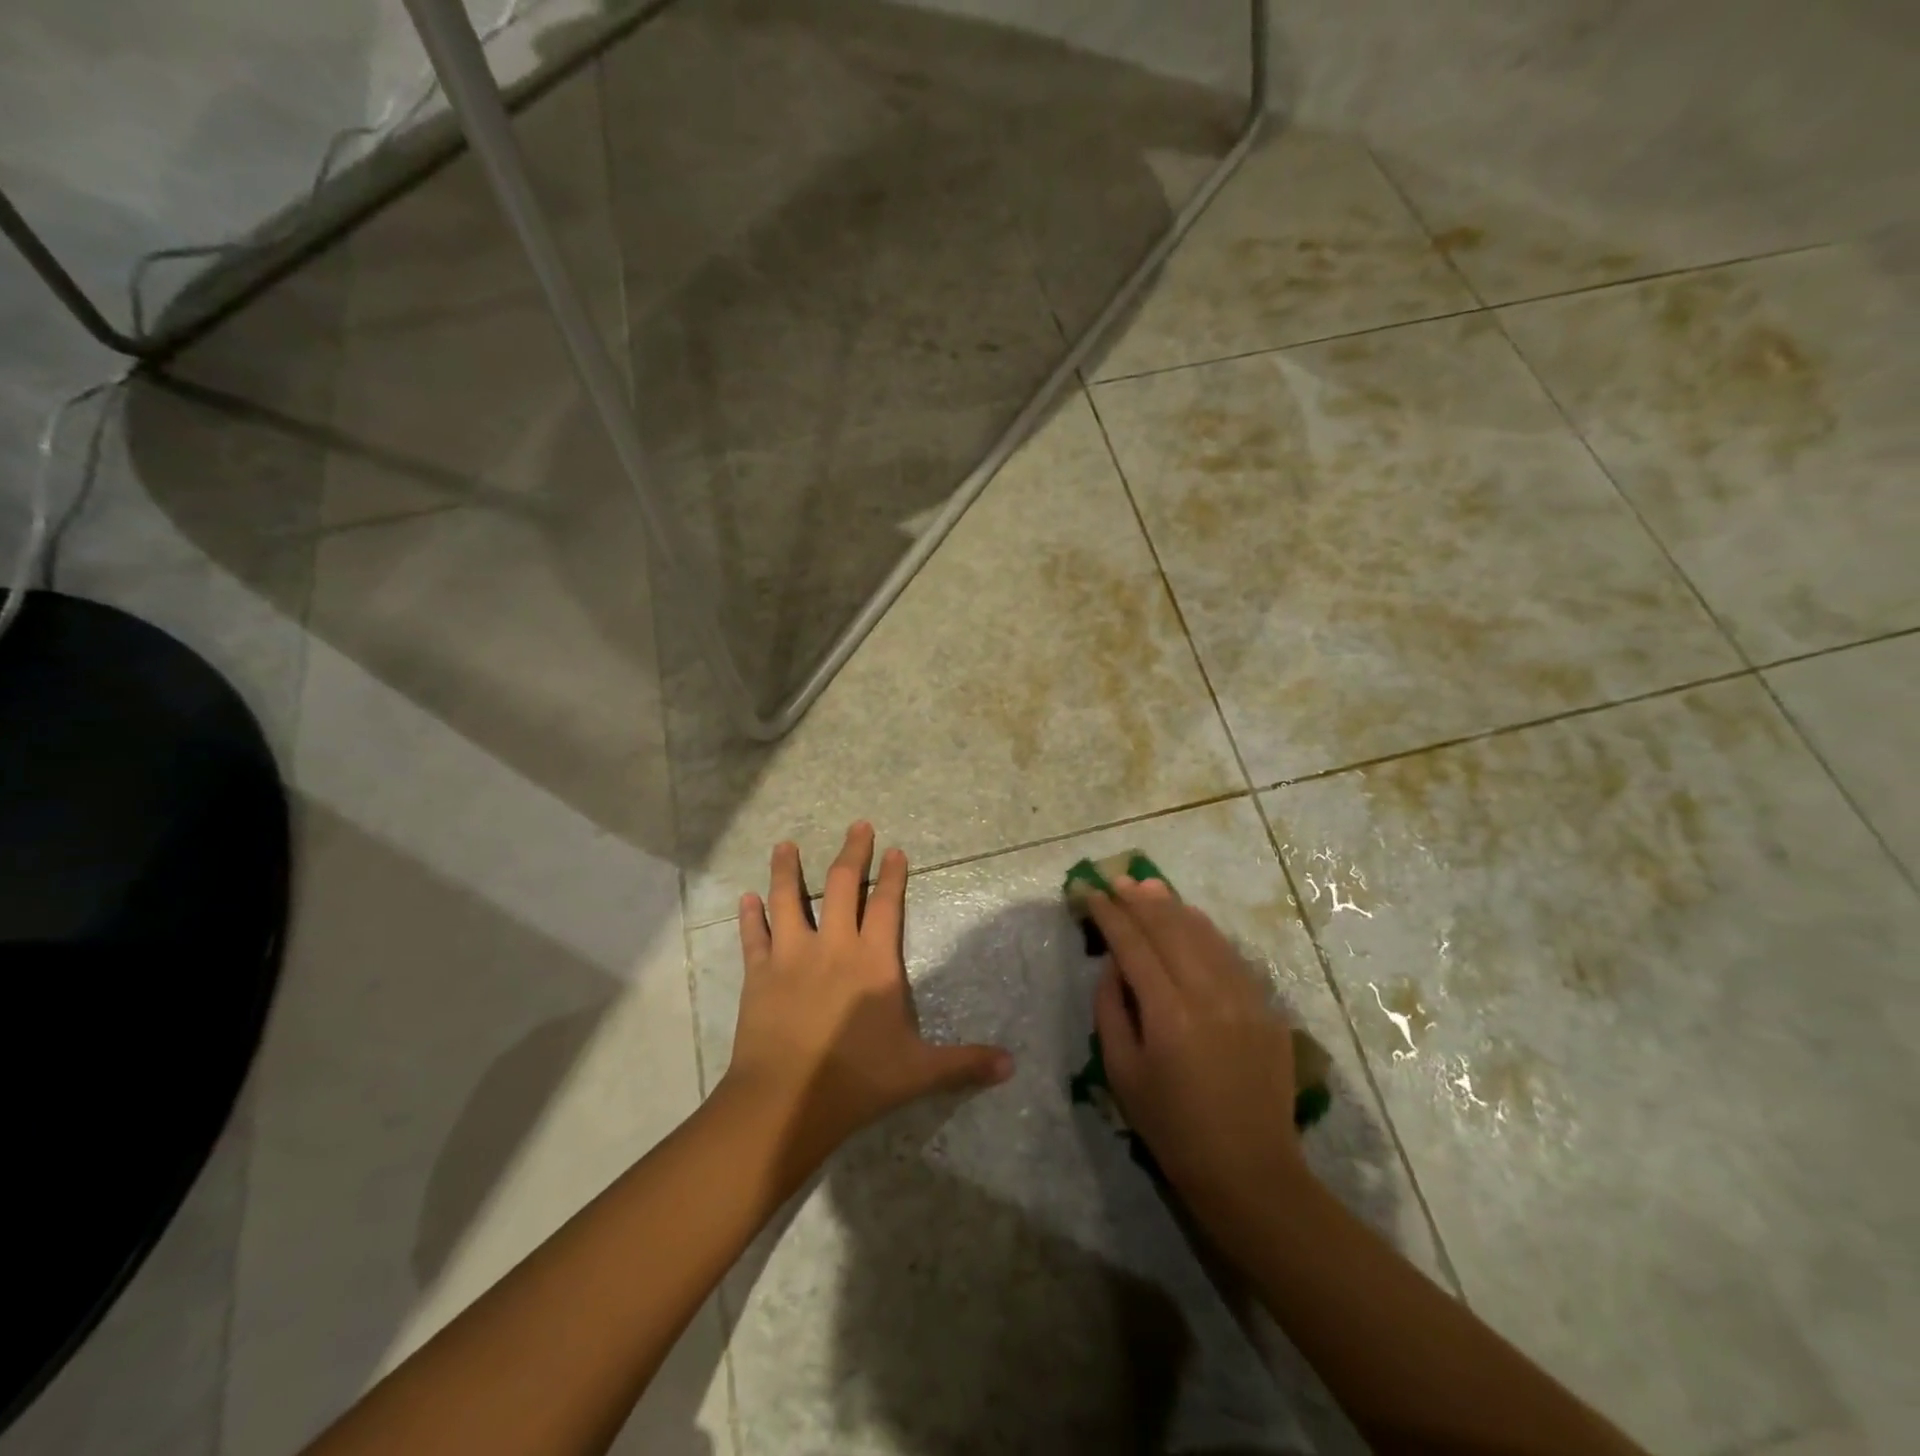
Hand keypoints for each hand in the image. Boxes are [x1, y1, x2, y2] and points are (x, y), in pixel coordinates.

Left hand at [724, 823, 1012, 1165]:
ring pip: (788, 899)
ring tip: (784, 844)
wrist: (785, 1101)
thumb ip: (965, 1063)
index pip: (886, 905)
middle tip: (857, 826)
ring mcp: (791, 956)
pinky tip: (745, 898)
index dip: (892, 875)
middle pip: (840, 885)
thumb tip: (1012, 1065)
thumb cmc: (857, 1080)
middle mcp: (833, 946)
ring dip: (787, 870)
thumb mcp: (919, 1072)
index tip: (894, 849)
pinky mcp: (758, 974)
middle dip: (851, 852)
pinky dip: (749, 916)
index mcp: (873, 961)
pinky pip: (753, 937)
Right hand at [1086, 878, 1307, 1224]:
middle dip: (1139, 900)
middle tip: (1116, 880)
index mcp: (1168, 1013)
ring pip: (1204, 934)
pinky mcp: (1265, 1007)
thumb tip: (1114, 965)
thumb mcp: (1121, 1072)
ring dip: (1173, 907)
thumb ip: (1111, 1009)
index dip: (1110, 915)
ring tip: (1149, 888)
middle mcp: (1208, 993)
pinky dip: (1206, 931)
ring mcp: (1244, 997)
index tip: (1091, 894)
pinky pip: (1230, 955)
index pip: (1133, 945)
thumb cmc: (1171, 1127)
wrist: (1249, 1170)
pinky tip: (1191, 920)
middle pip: (1169, 928)